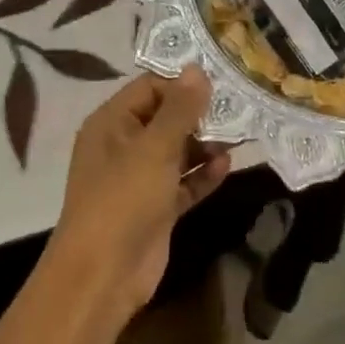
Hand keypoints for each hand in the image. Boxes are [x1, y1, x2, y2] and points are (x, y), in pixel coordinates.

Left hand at [52, 67, 231, 312]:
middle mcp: (124, 146)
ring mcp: (140, 178)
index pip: (150, 87)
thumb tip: (197, 69)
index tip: (223, 78)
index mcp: (112, 124)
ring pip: (179, 151)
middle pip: (167, 118)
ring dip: (207, 144)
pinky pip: (185, 182)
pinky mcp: (157, 207)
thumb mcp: (155, 148)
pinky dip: (203, 174)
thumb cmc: (124, 199)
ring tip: (241, 135)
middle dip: (201, 113)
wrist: (104, 274)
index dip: (183, 81)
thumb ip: (180, 108)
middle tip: (241, 105)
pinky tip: (227, 166)